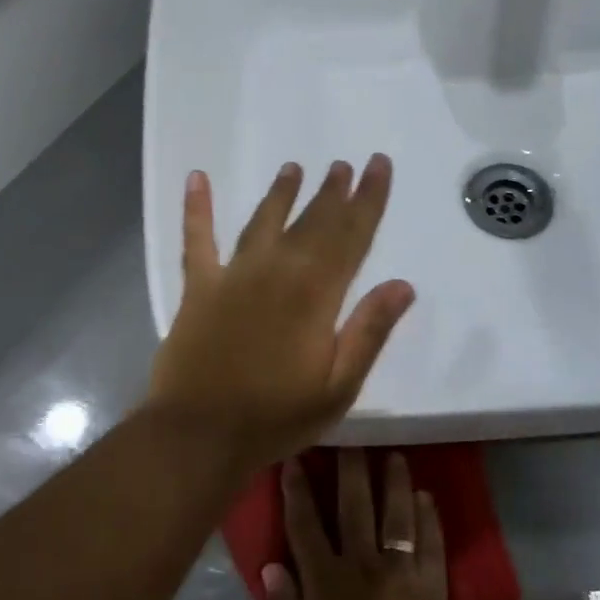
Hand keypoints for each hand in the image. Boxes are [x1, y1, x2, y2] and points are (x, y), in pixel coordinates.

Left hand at [144, 159, 414, 471]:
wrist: (200, 434)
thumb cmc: (276, 417)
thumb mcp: (339, 386)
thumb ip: (369, 330)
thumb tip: (403, 284)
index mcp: (316, 294)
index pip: (351, 236)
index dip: (368, 199)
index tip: (378, 165)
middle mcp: (277, 271)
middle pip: (312, 222)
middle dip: (332, 192)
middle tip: (343, 164)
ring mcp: (233, 275)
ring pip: (263, 221)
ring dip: (281, 193)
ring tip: (294, 168)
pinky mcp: (198, 288)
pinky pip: (197, 239)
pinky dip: (196, 208)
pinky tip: (197, 178)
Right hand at [263, 449, 452, 599]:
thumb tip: (272, 566)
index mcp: (323, 578)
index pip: (305, 524)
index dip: (298, 490)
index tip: (296, 458)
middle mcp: (360, 563)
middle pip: (354, 507)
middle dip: (351, 471)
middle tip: (353, 439)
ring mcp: (399, 571)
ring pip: (396, 516)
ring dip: (395, 484)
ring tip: (396, 456)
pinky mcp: (430, 585)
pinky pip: (431, 544)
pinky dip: (430, 519)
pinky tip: (428, 497)